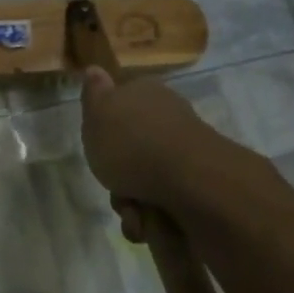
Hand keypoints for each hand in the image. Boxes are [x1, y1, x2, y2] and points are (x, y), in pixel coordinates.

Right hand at [79, 67, 273, 238]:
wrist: (189, 179)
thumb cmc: (132, 143)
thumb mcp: (97, 115)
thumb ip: (94, 95)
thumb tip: (95, 69)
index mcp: (146, 95)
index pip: (120, 107)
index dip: (105, 132)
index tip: (98, 150)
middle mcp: (168, 118)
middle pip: (130, 151)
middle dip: (118, 178)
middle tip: (114, 187)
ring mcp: (186, 151)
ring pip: (145, 181)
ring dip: (133, 204)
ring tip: (135, 213)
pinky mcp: (199, 182)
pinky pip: (166, 201)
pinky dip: (154, 217)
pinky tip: (149, 223)